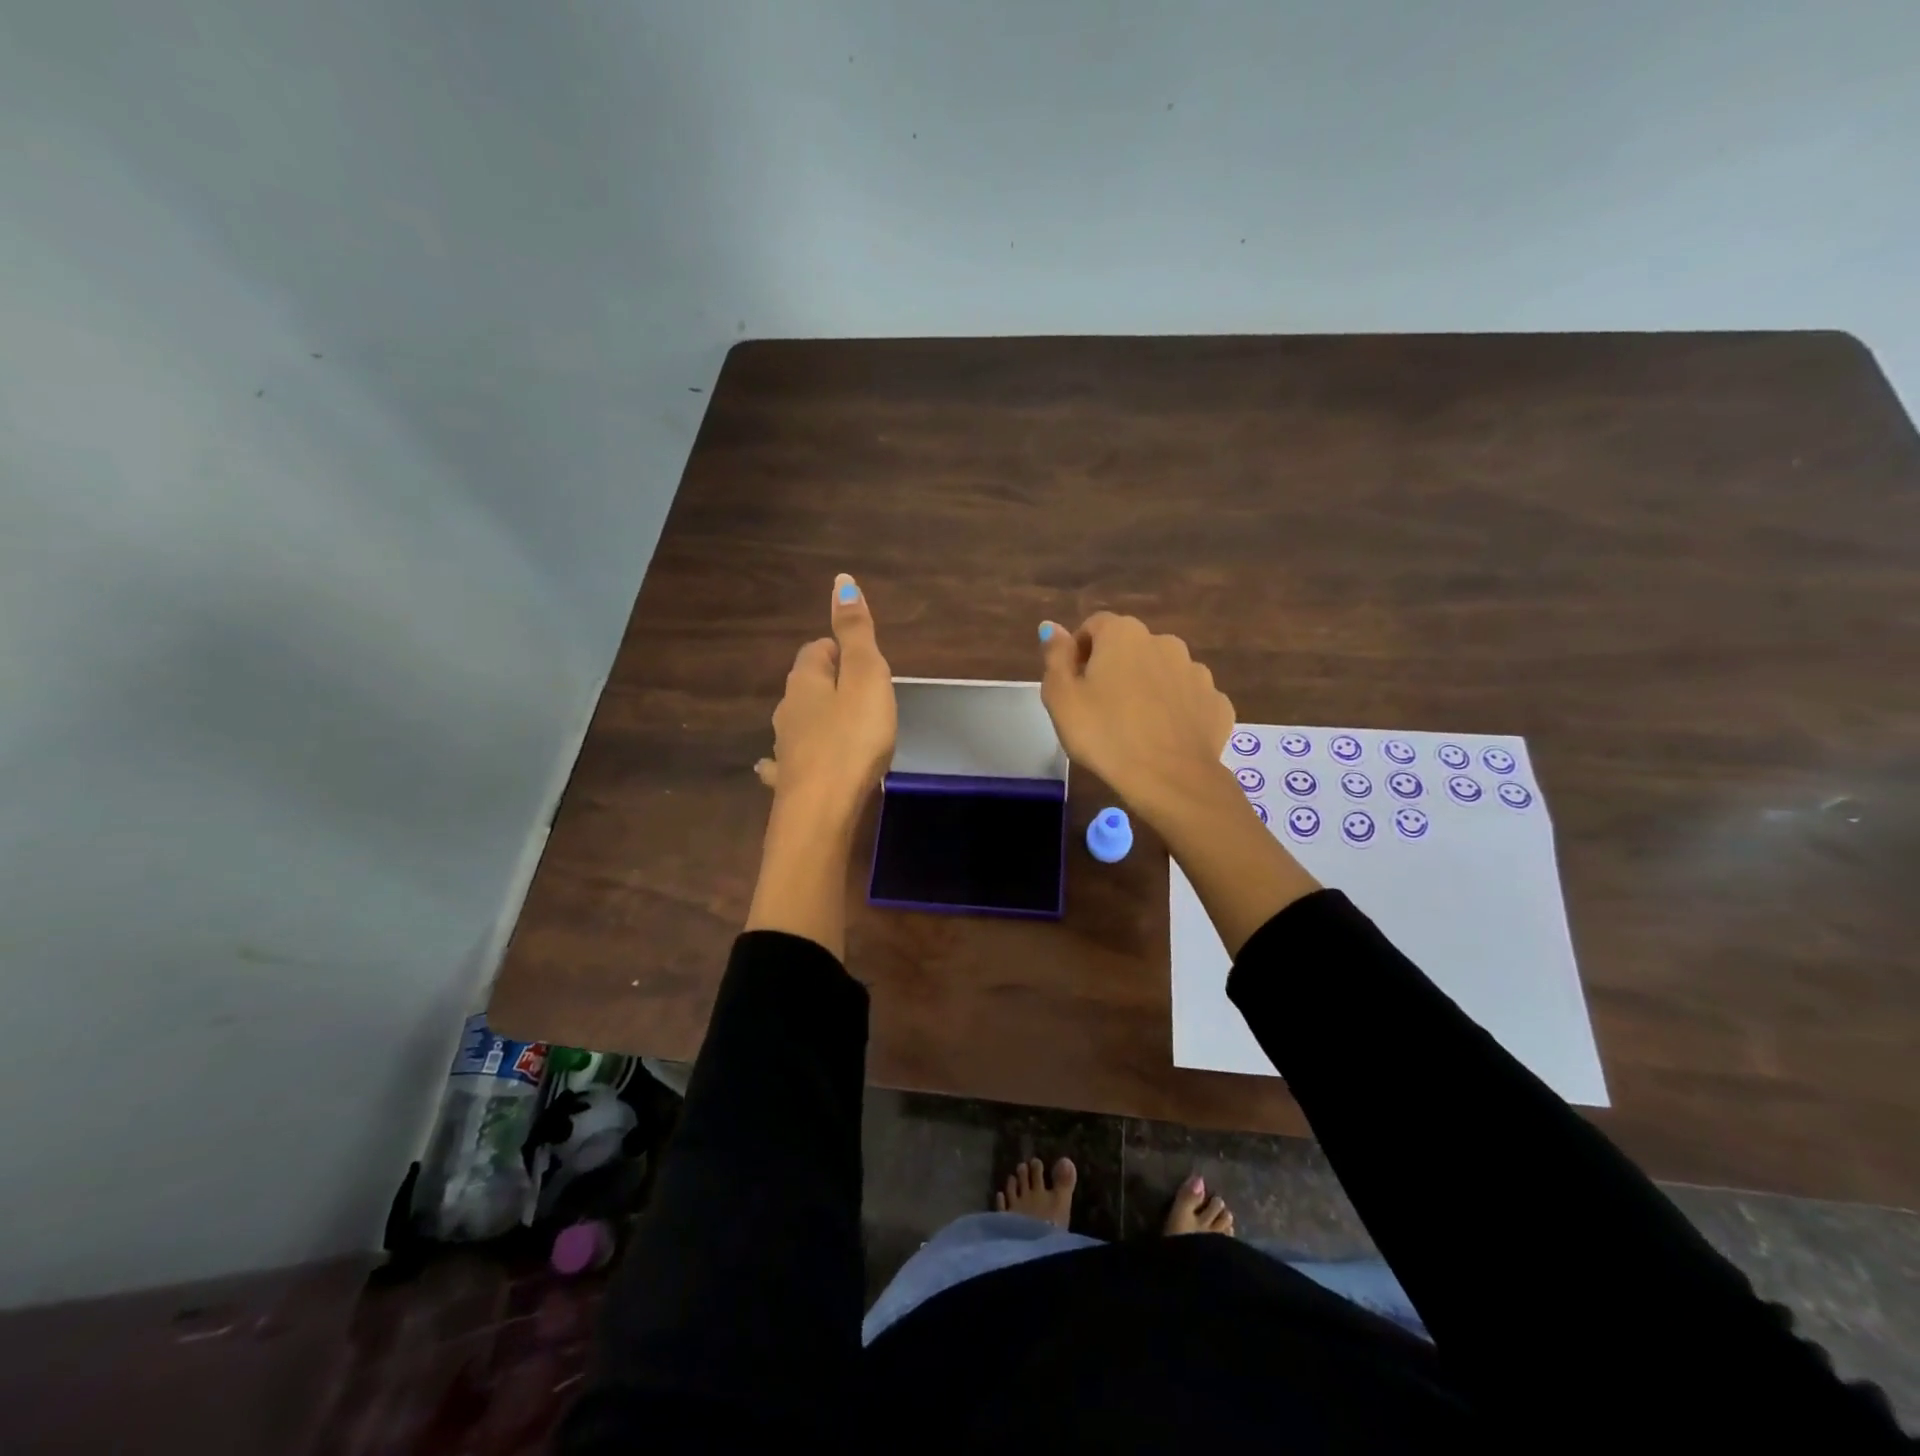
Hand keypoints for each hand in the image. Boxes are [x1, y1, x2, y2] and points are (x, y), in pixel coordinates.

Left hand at [754, 574, 895, 825]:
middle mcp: (787, 710)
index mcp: (805, 682)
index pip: (816, 650)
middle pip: (805, 685)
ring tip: (843, 727)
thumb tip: (840, 581)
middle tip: (861, 693)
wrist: (821, 812)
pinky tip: (793, 766)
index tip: (862, 661)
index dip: (838, 649)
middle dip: (828, 683)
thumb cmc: (851, 739)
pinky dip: (797, 757)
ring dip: (815, 719)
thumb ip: (855, 633)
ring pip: (797, 722)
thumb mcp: (864, 678)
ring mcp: (785, 748)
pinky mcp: (789, 782)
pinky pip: (789, 762)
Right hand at [1038, 612, 1234, 826]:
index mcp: (1123, 634)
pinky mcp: (1216, 702)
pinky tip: (1163, 737)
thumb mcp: (1061, 698)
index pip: (1094, 626)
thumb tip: (1052, 627)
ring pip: (1162, 672)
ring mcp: (1197, 672)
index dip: (1079, 652)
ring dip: (1147, 688)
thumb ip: (1055, 657)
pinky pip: (1187, 699)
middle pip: (1130, 648)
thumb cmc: (1104, 735)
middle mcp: (1165, 642)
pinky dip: (1175, 711)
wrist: (1169, 779)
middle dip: (1115, 669)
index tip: (1073, 685)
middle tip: (1099, 709)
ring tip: (1134, 726)